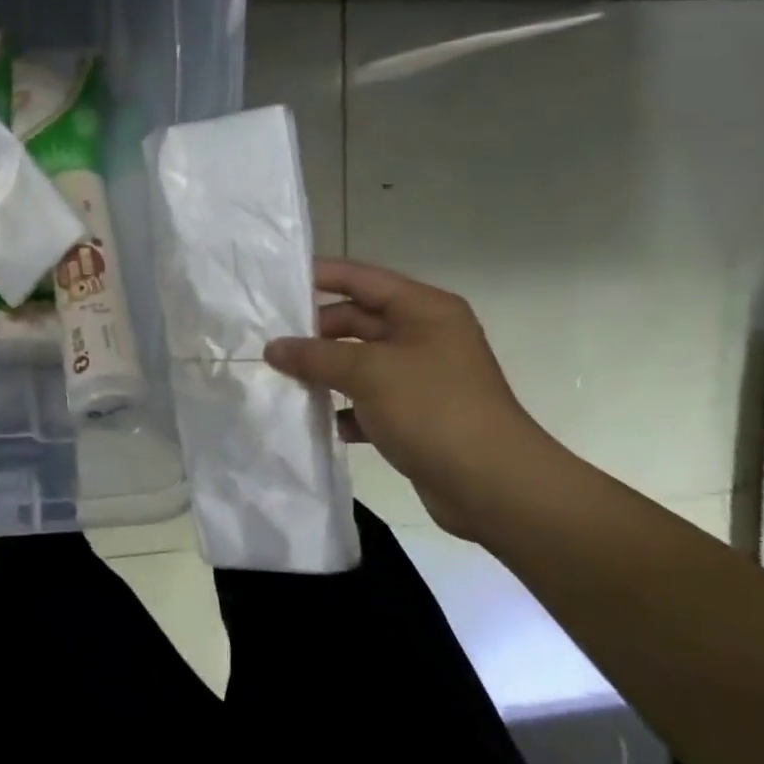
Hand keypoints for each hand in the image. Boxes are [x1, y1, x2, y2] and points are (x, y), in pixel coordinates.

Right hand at [264, 258, 555, 540]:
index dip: (319, 276)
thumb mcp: (369, 373)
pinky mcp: (416, 416)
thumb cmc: (433, 410)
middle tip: (268, 341)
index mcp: (423, 310)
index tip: (275, 282)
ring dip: (324, 371)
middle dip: (314, 332)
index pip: (361, 279)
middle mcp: (424, 336)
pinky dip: (343, 408)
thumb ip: (315, 356)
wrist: (495, 487)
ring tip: (279, 378)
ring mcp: (421, 377)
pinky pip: (368, 401)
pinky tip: (317, 420)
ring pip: (359, 363)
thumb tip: (273, 348)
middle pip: (357, 320)